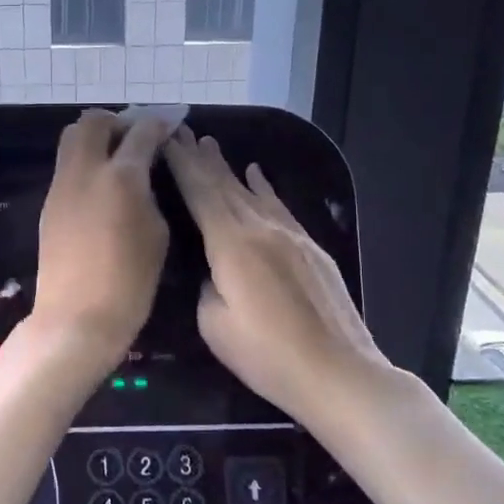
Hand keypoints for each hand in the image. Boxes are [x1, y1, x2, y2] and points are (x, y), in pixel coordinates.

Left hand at [32, 110, 174, 360]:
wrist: (77, 316)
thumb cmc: (130, 281)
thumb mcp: (157, 233)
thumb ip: (150, 193)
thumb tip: (141, 176)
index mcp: (121, 176)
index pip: (141, 132)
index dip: (158, 122)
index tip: (170, 123)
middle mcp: (85, 170)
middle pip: (93, 121)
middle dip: (118, 121)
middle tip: (136, 138)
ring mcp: (61, 185)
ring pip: (72, 138)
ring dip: (96, 138)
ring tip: (117, 158)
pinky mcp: (49, 203)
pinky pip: (66, 166)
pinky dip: (85, 162)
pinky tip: (101, 184)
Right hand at [163, 126, 393, 412]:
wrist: (339, 373)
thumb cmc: (266, 354)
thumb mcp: (214, 324)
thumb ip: (205, 284)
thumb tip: (211, 268)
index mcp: (231, 243)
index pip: (200, 192)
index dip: (181, 164)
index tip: (165, 138)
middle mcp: (260, 227)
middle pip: (224, 184)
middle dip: (200, 157)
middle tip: (181, 131)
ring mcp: (290, 235)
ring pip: (251, 192)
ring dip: (228, 167)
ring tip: (210, 145)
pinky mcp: (311, 248)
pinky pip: (278, 206)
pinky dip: (263, 187)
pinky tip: (256, 173)